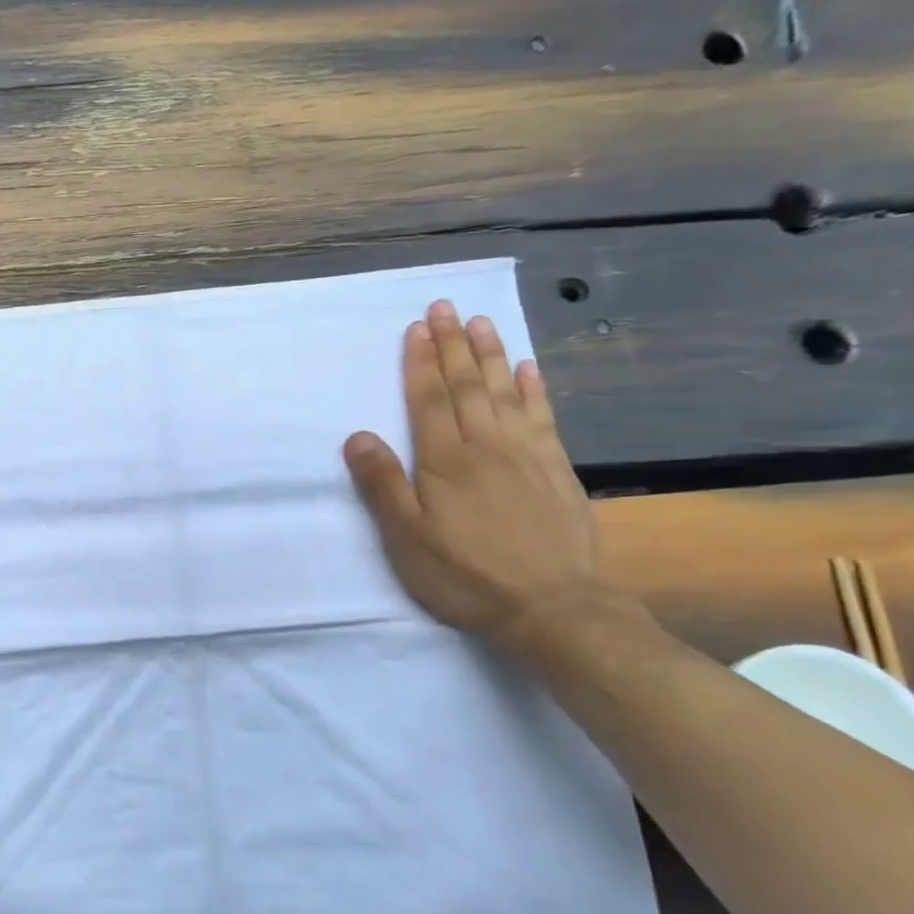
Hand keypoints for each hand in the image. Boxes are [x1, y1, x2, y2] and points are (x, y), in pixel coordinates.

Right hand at [343, 301, 603, 646]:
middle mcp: (486, 445)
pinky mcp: (556, 469)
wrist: (550, 606)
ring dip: (490, 354)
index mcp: (444, 461)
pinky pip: (542, 416)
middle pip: (466, 385)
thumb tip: (358, 435)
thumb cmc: (464, 575)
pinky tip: (527, 368)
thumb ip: (382, 485)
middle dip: (452, 344)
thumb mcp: (406, 539)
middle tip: (445, 306)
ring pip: (504, 392)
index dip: (421, 362)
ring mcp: (526, 453)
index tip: (417, 327)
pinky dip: (533, 388)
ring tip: (480, 322)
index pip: (429, 400)